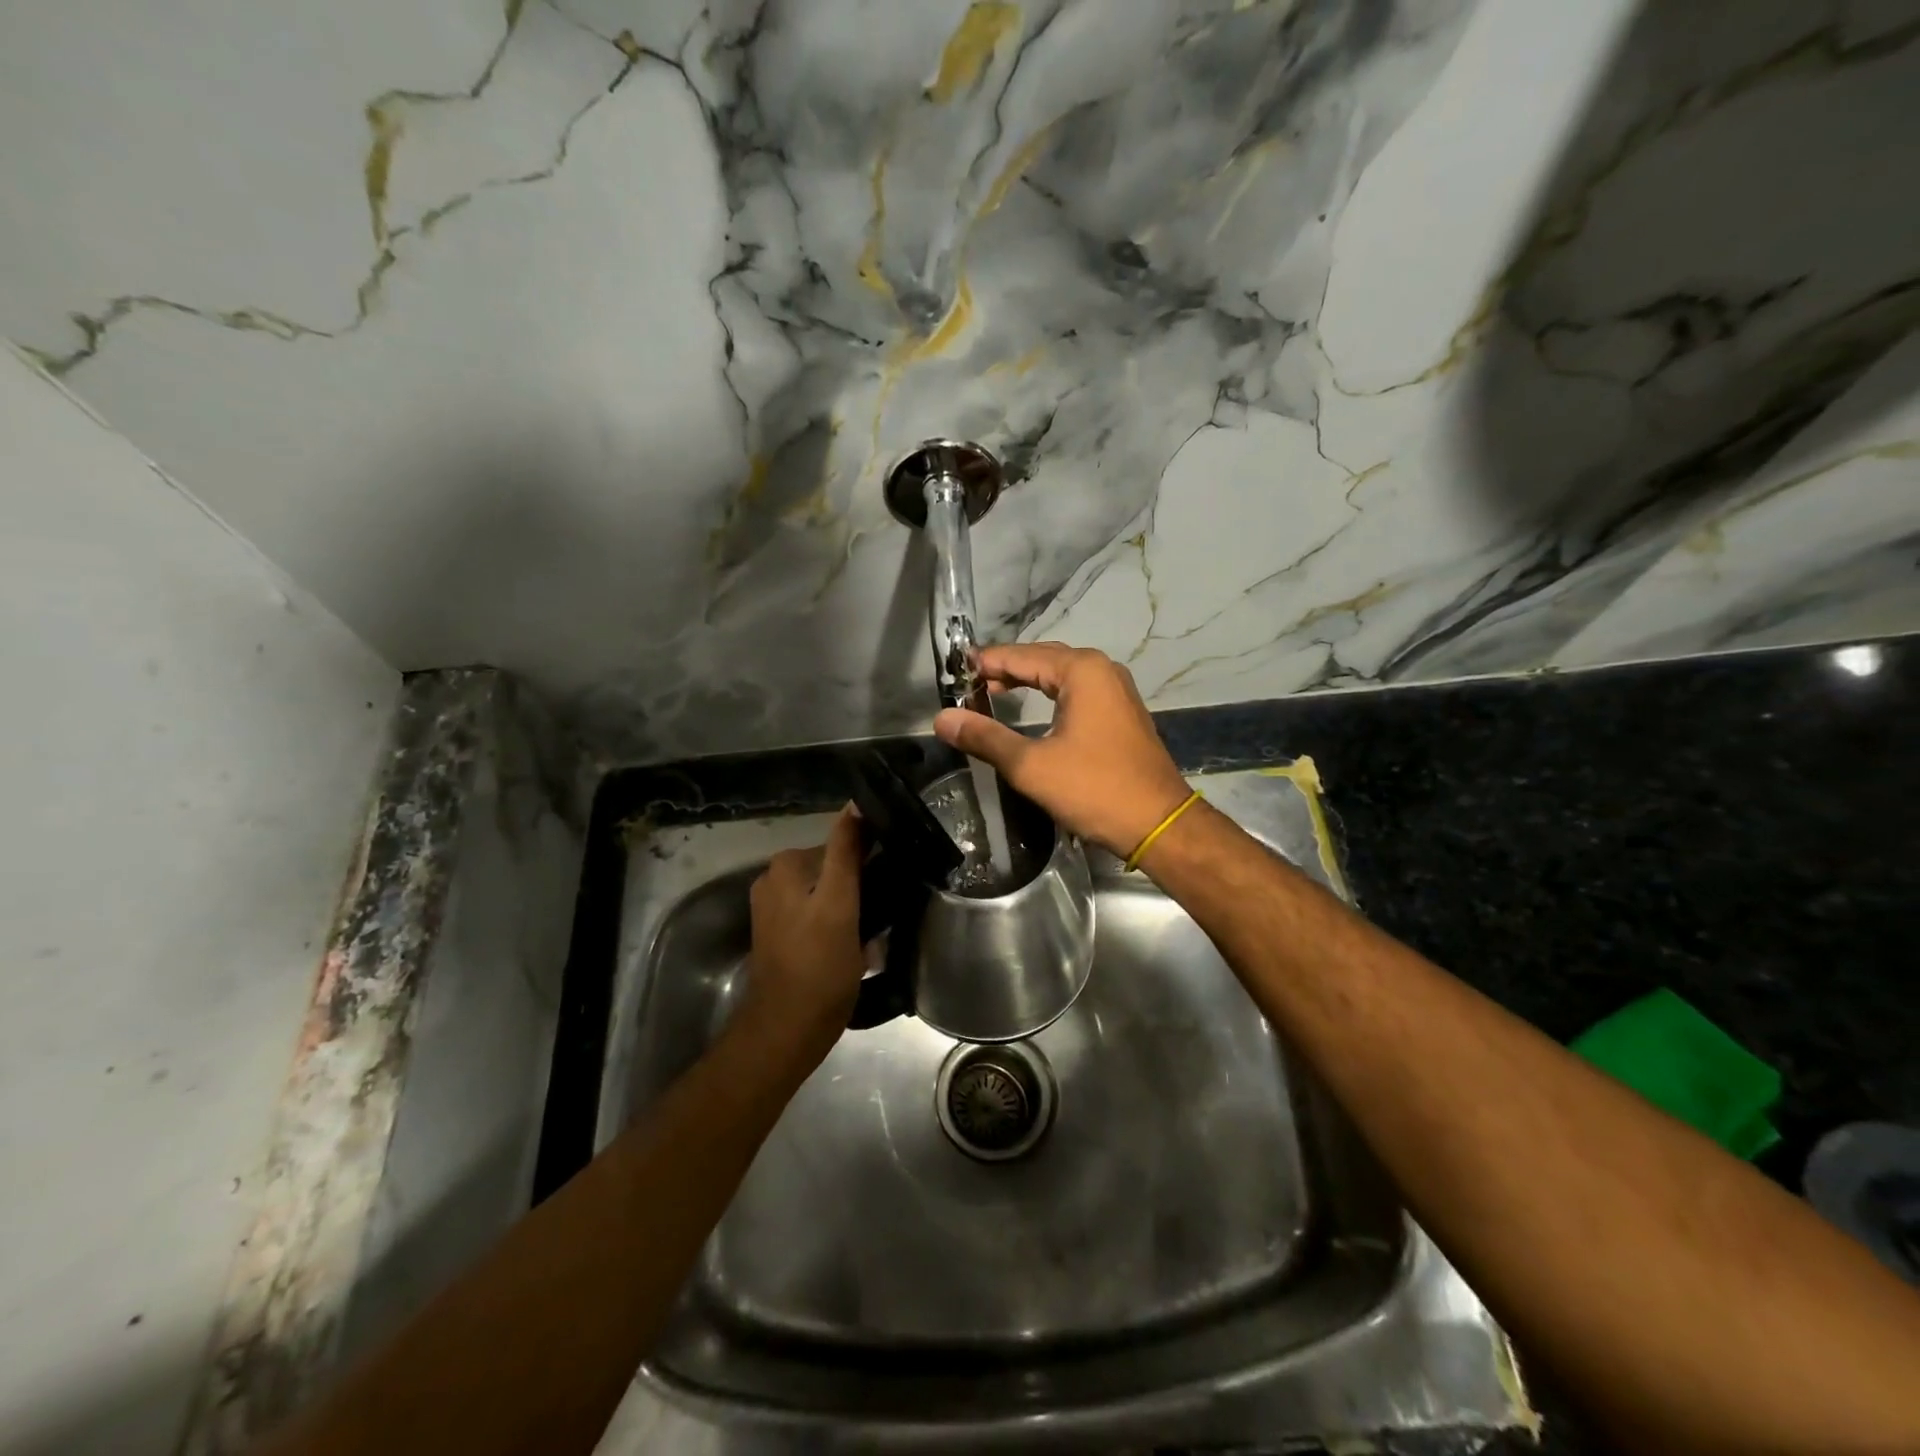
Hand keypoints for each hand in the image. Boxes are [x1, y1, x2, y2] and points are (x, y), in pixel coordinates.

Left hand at [738, 806, 865, 1066]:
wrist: (788, 1031)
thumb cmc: (818, 967)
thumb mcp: (839, 904)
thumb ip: (846, 852)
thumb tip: (855, 804)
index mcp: (785, 866)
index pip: (840, 844)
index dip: (870, 857)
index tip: (897, 873)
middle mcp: (774, 880)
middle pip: (834, 869)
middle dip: (862, 883)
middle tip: (891, 904)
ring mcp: (777, 910)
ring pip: (828, 893)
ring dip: (853, 904)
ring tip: (878, 925)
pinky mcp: (784, 935)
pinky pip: (820, 914)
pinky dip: (839, 922)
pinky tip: (858, 941)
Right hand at [933, 644, 1191, 860]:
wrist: (1158, 824)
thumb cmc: (1094, 789)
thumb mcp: (1031, 765)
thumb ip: (985, 737)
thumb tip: (942, 718)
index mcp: (1082, 671)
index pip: (1022, 656)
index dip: (986, 661)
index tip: (954, 669)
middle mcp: (1103, 670)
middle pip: (1043, 659)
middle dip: (1006, 668)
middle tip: (969, 682)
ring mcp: (1117, 691)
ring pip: (1062, 675)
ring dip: (1028, 680)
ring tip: (993, 692)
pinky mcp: (1122, 713)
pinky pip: (1078, 691)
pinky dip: (1050, 694)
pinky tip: (1034, 710)